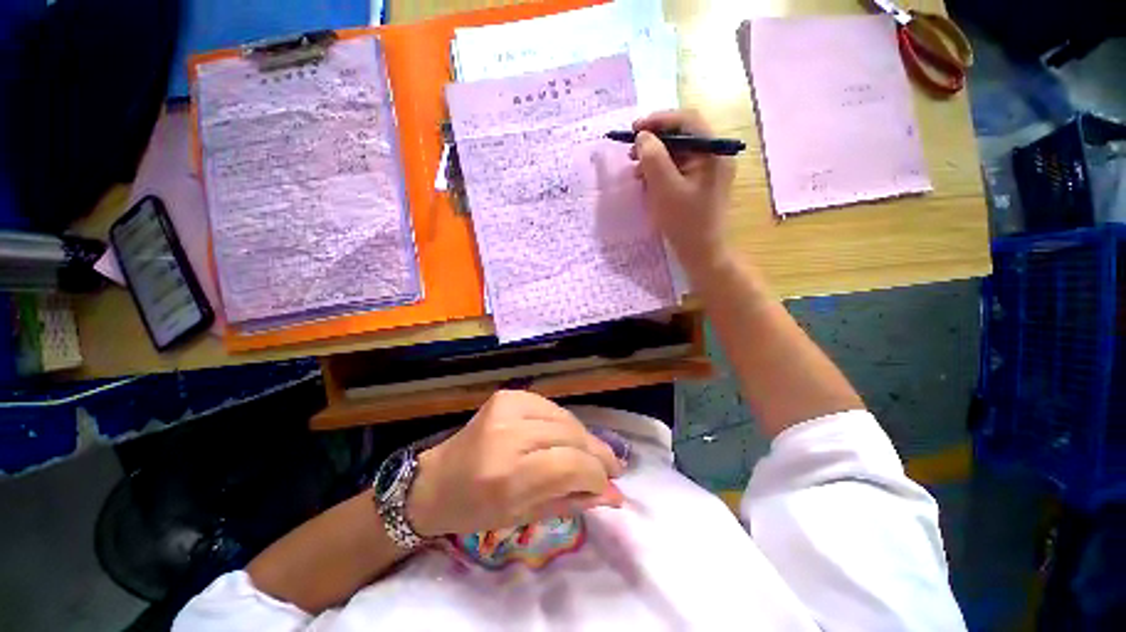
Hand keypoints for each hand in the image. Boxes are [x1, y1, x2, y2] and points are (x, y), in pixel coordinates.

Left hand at [405, 390, 623, 536]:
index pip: (570, 465)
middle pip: (572, 436)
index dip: (596, 475)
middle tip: (611, 468)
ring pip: (565, 418)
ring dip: (584, 437)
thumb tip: (614, 494)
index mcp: (507, 475)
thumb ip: (572, 501)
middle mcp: (508, 434)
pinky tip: (567, 437)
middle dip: (597, 454)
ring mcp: (507, 408)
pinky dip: (564, 423)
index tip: (609, 485)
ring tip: (592, 454)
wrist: (436, 481)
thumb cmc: (475, 510)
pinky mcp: (508, 395)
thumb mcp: (524, 517)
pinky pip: (551, 407)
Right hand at [630, 110, 735, 272]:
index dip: (658, 120)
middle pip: (682, 135)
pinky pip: (678, 169)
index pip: (686, 120)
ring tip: (635, 171)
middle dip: (654, 141)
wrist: (702, 254)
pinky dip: (660, 172)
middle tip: (630, 153)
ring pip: (678, 152)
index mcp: (713, 151)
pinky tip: (646, 182)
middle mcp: (714, 155)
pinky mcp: (699, 184)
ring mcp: (708, 171)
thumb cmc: (685, 222)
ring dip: (654, 158)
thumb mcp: (665, 189)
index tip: (633, 130)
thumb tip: (643, 136)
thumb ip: (653, 158)